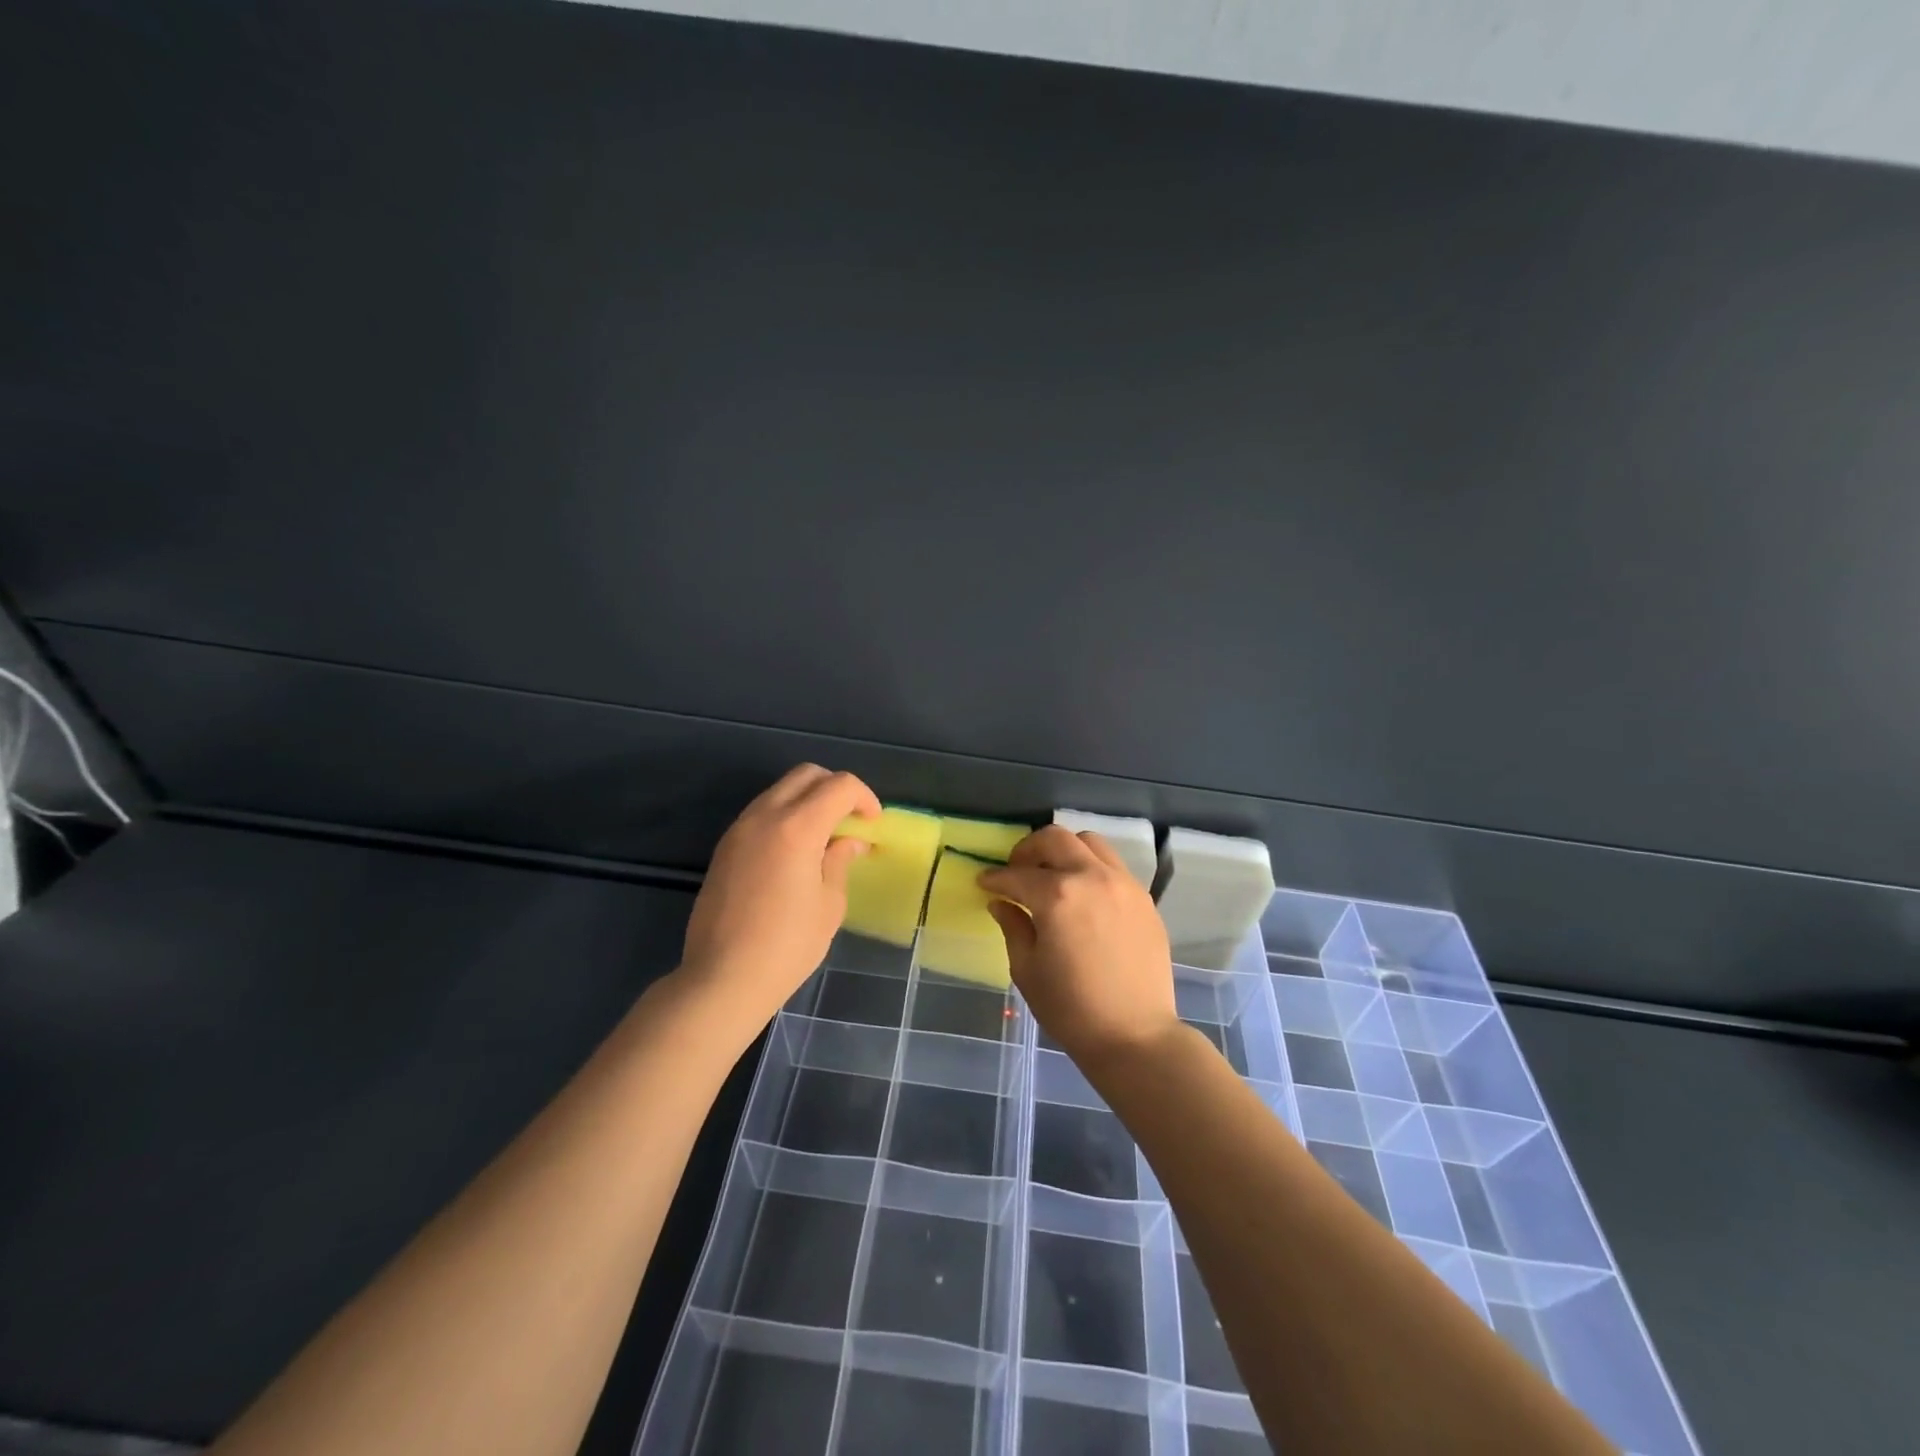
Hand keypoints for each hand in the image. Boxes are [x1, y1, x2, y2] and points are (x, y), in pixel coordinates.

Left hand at [679, 765, 880, 1035]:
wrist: (722, 979)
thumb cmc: (787, 946)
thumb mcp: (829, 905)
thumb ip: (839, 861)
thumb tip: (849, 842)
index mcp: (797, 827)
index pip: (839, 786)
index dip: (863, 797)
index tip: (873, 823)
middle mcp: (765, 816)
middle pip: (806, 775)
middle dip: (835, 788)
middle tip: (851, 820)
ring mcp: (739, 829)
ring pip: (780, 790)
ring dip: (808, 800)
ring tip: (824, 836)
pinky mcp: (725, 847)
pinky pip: (761, 812)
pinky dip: (785, 816)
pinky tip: (795, 851)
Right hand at [980, 827, 1179, 1070]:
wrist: (1135, 1036)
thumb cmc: (1072, 1009)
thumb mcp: (1028, 969)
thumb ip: (1013, 927)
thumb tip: (1001, 903)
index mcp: (1057, 896)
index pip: (1017, 875)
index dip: (995, 878)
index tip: (984, 882)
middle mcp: (1092, 877)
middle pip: (1055, 839)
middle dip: (1028, 849)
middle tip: (1016, 870)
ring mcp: (1123, 884)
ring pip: (1089, 843)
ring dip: (1064, 851)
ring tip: (1052, 876)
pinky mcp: (1143, 898)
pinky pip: (1113, 866)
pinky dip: (1091, 868)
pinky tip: (1083, 896)